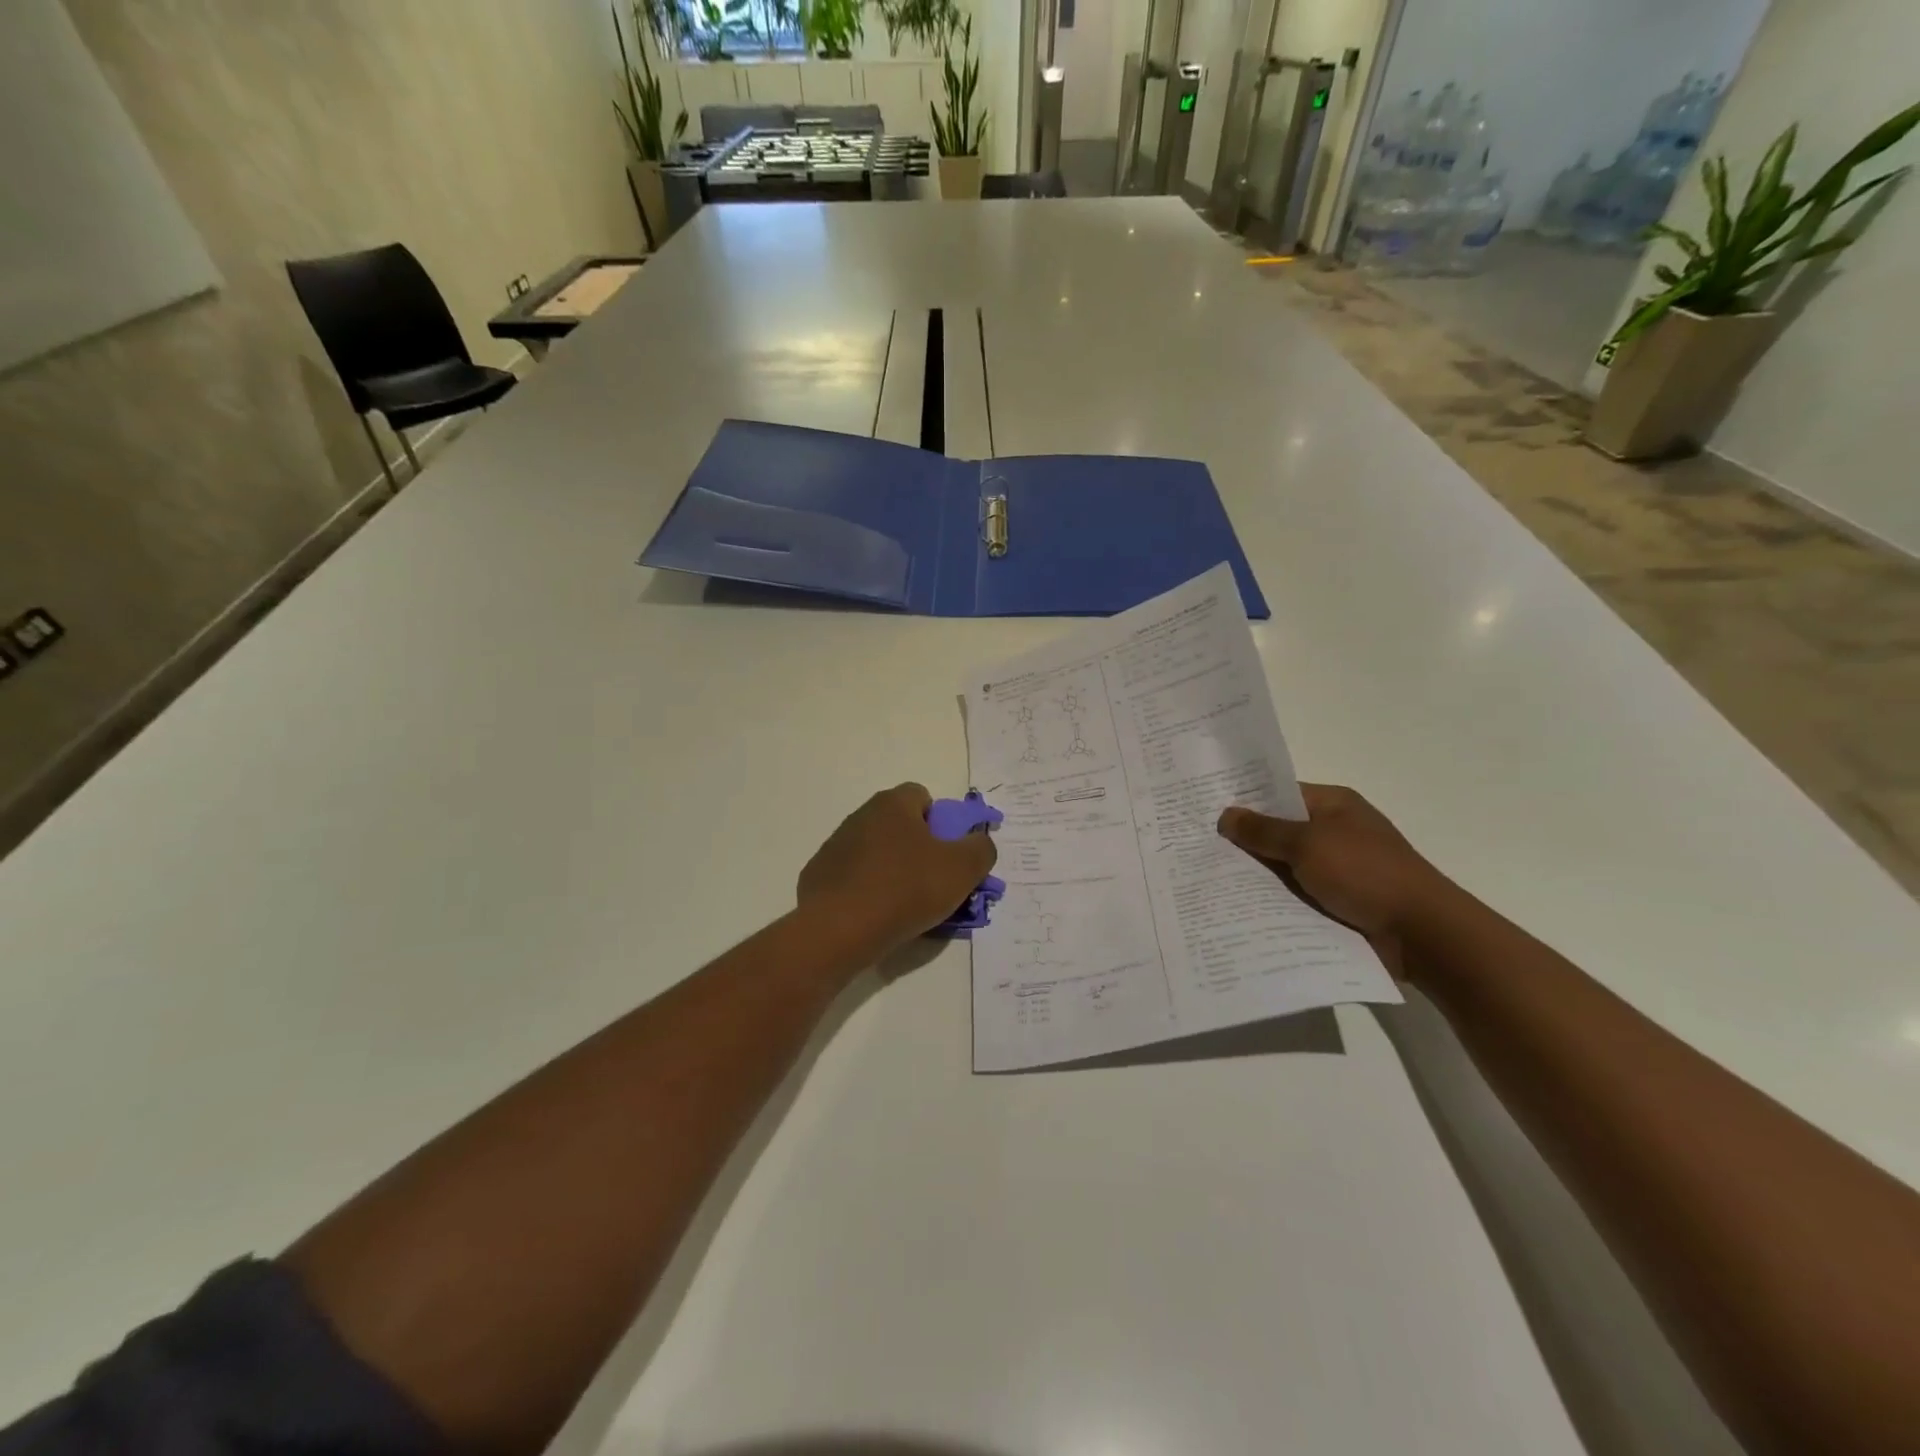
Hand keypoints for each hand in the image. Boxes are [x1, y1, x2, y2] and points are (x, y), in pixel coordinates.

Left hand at [798, 784, 997, 959]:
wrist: (839, 929)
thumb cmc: (906, 889)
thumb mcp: (962, 869)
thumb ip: (980, 849)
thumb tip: (978, 843)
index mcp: (893, 804)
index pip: (922, 796)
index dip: (941, 822)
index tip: (949, 853)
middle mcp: (861, 815)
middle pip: (899, 826)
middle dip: (918, 849)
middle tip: (934, 882)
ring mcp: (835, 846)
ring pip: (876, 853)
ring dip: (892, 871)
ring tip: (906, 906)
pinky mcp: (819, 876)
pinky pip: (854, 878)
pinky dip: (867, 892)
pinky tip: (876, 917)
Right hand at [1217, 784, 1455, 971]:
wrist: (1421, 933)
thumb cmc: (1364, 873)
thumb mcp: (1307, 844)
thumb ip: (1263, 831)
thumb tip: (1226, 815)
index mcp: (1333, 805)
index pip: (1279, 793)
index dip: (1244, 801)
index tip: (1205, 810)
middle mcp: (1335, 831)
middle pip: (1279, 831)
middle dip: (1244, 841)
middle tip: (1196, 847)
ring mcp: (1337, 868)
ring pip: (1284, 866)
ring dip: (1257, 875)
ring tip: (1208, 879)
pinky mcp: (1338, 901)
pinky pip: (1296, 895)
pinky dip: (1274, 900)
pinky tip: (1239, 907)